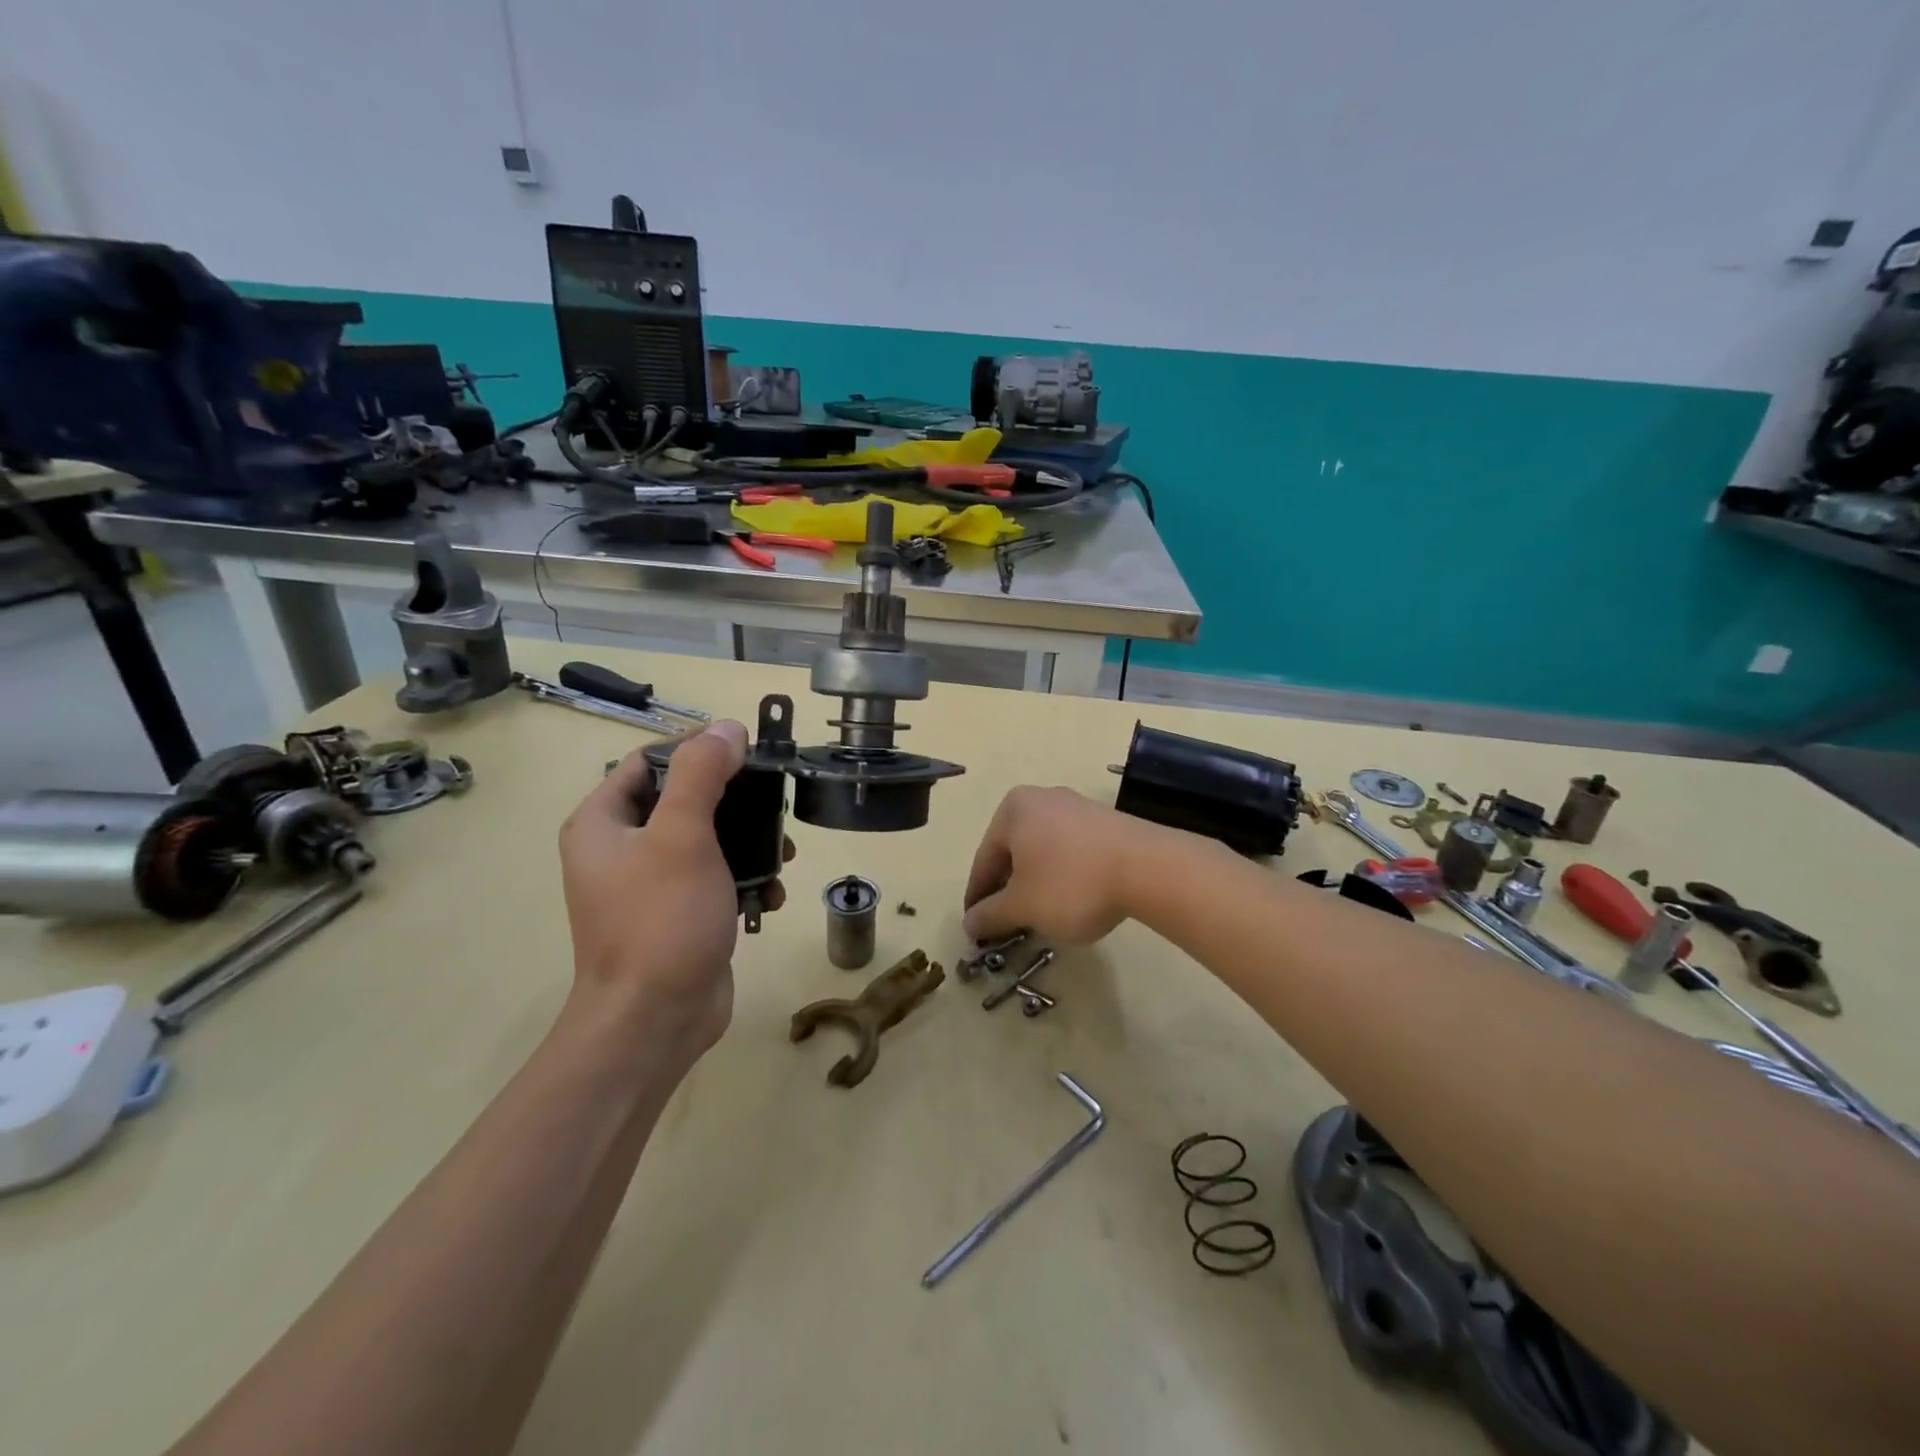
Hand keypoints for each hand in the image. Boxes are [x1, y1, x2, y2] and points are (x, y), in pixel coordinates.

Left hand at [558, 720, 783, 1064]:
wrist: (655, 1021)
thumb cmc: (661, 920)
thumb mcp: (682, 835)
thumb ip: (701, 773)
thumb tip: (728, 728)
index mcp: (603, 823)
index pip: (648, 761)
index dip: (696, 746)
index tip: (747, 747)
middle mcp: (619, 849)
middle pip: (683, 799)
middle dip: (735, 800)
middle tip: (775, 799)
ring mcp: (649, 886)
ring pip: (707, 840)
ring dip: (749, 842)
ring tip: (784, 853)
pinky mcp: (678, 915)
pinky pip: (715, 879)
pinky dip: (745, 880)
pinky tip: (773, 895)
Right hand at [962, 786, 1160, 945]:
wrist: (1149, 868)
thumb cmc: (1072, 884)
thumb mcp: (1023, 907)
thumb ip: (990, 915)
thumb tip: (969, 923)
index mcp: (1012, 809)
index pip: (984, 860)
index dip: (978, 899)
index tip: (977, 929)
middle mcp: (1041, 798)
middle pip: (1013, 852)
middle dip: (1008, 890)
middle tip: (1008, 924)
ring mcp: (1076, 806)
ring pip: (1042, 851)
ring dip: (1036, 883)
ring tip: (1041, 916)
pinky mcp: (1104, 821)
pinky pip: (1070, 850)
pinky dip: (1063, 875)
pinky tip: (1072, 899)